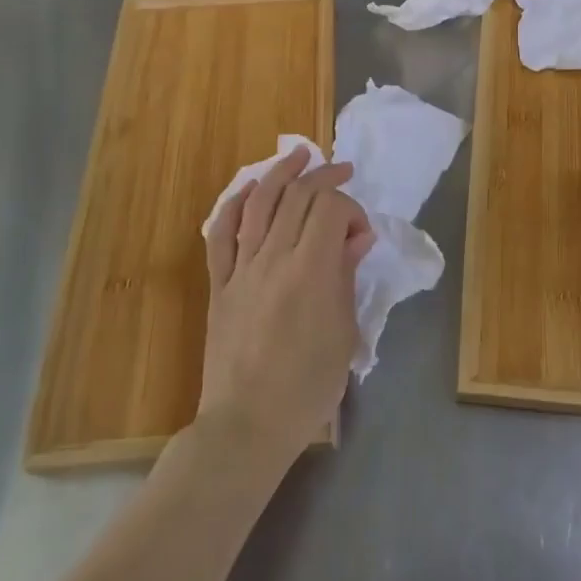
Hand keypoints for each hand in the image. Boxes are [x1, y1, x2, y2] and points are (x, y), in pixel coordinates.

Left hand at [199, 148, 374, 472]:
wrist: (247, 426)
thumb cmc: (307, 387)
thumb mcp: (344, 334)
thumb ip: (347, 276)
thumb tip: (357, 237)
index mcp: (311, 271)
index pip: (330, 209)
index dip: (351, 208)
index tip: (361, 234)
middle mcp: (274, 258)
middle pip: (297, 196)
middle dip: (324, 176)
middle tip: (342, 170)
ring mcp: (241, 268)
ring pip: (259, 202)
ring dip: (281, 173)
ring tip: (300, 154)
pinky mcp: (219, 283)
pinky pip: (221, 233)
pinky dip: (234, 204)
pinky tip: (250, 189)